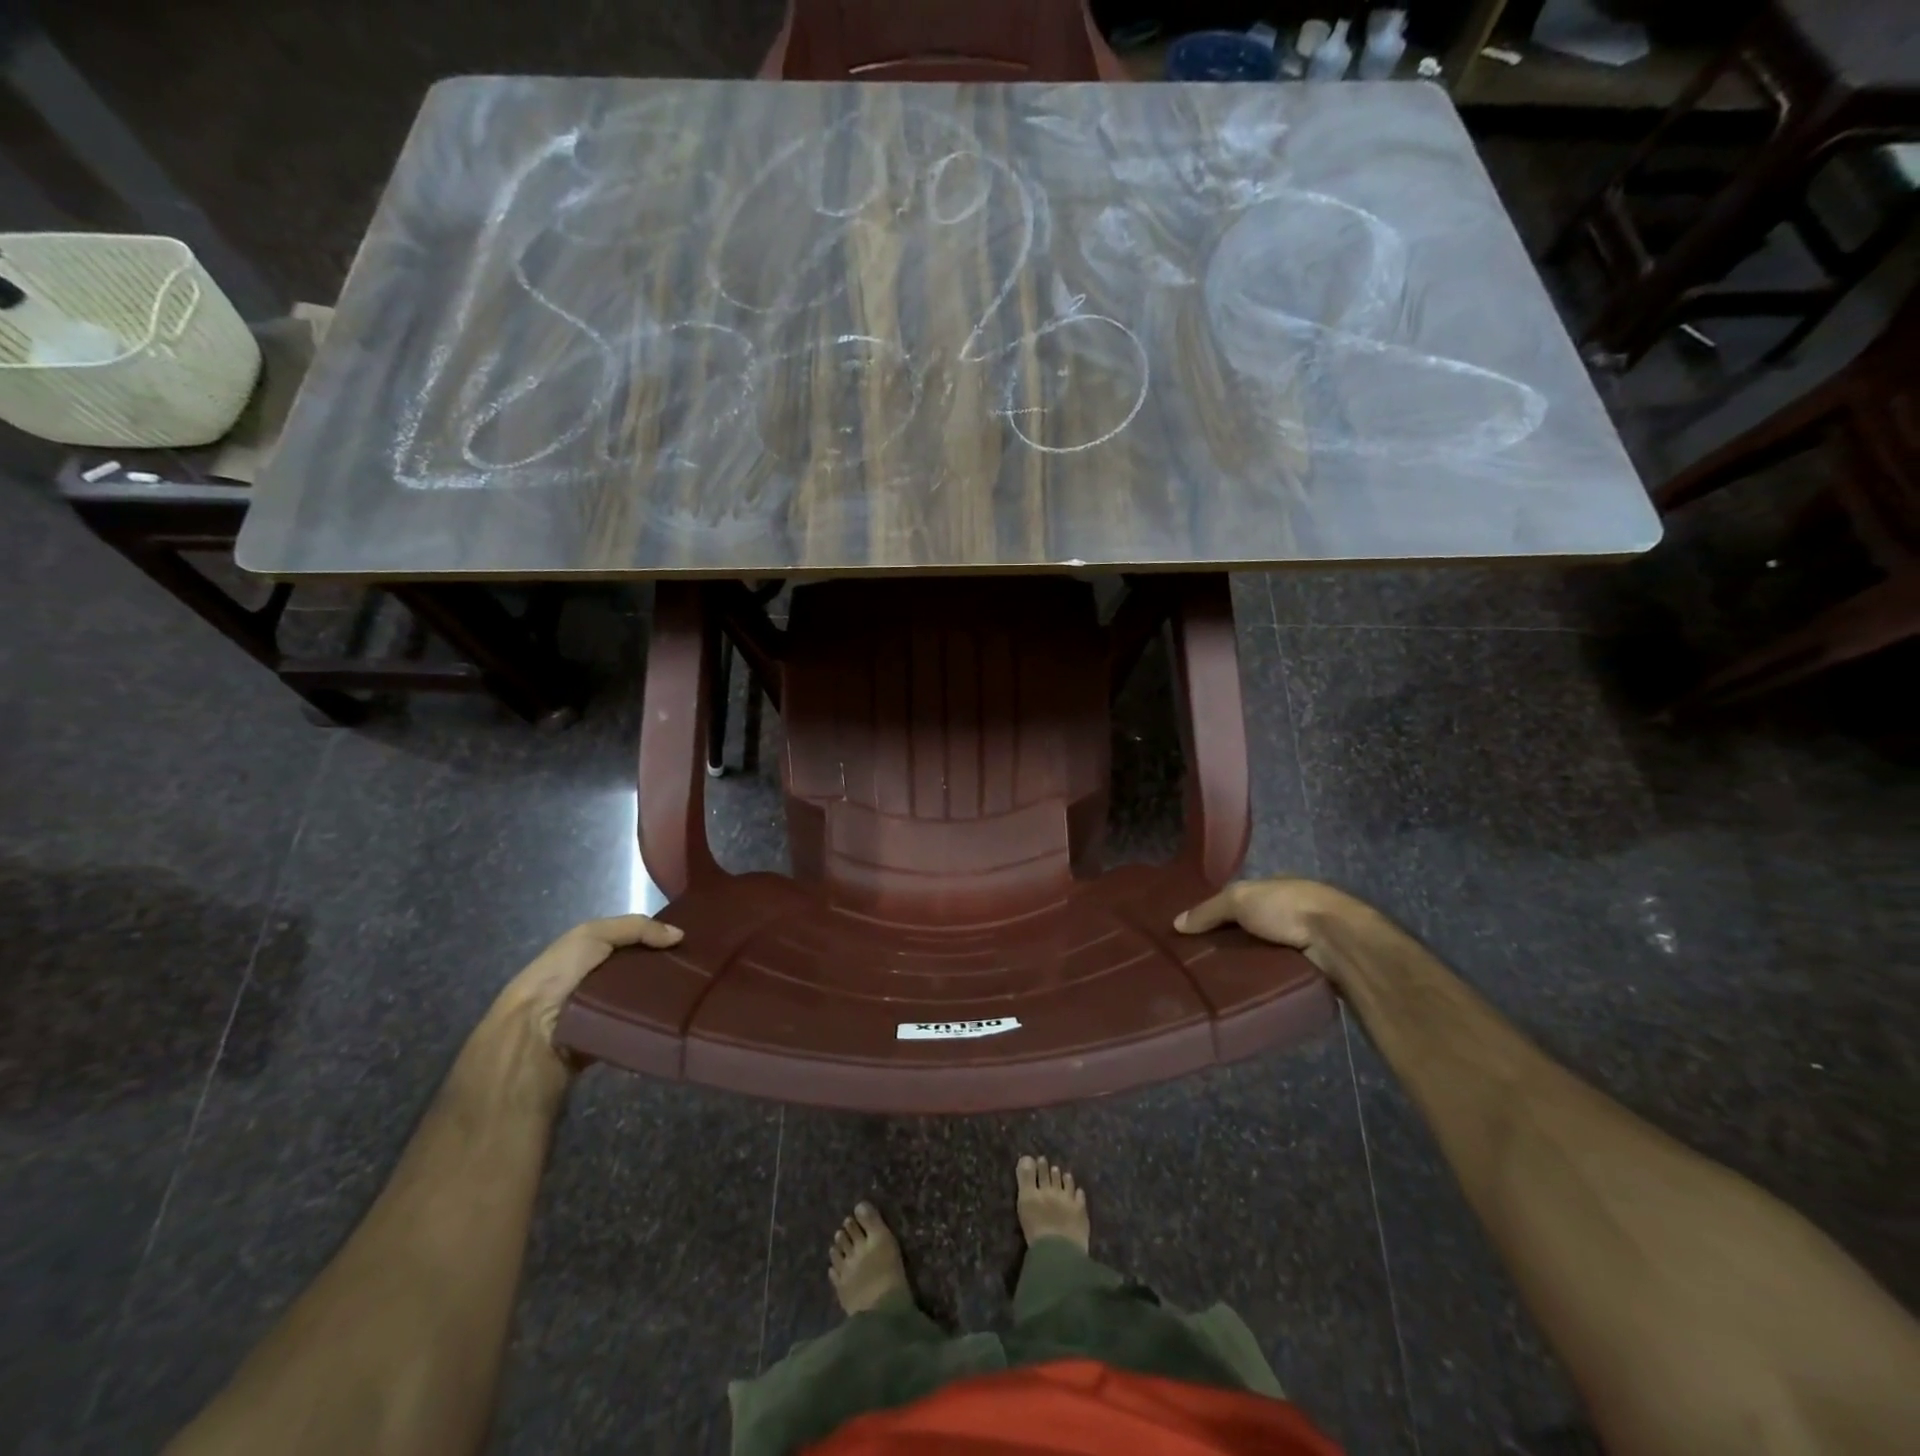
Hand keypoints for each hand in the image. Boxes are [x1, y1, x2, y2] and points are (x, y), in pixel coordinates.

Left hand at [490, 914, 684, 1058]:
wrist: (532, 1033)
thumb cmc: (560, 975)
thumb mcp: (593, 934)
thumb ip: (636, 928)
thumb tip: (679, 935)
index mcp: (591, 954)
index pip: (634, 942)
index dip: (659, 939)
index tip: (690, 941)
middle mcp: (598, 981)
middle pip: (643, 970)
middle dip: (667, 968)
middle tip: (698, 968)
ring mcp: (605, 1011)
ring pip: (645, 998)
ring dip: (665, 995)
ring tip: (695, 991)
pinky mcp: (612, 1038)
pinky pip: (641, 1025)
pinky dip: (656, 1020)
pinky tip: (679, 1014)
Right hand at [1174, 877, 1384, 981]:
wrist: (1336, 941)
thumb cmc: (1286, 907)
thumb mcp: (1238, 899)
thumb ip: (1208, 911)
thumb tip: (1176, 923)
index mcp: (1273, 888)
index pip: (1237, 899)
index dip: (1215, 912)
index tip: (1191, 931)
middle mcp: (1286, 911)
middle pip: (1247, 927)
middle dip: (1226, 941)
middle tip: (1195, 960)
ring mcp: (1299, 941)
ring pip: (1260, 952)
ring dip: (1242, 963)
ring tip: (1211, 980)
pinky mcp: (1307, 968)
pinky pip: (1274, 972)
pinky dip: (1259, 978)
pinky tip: (1238, 990)